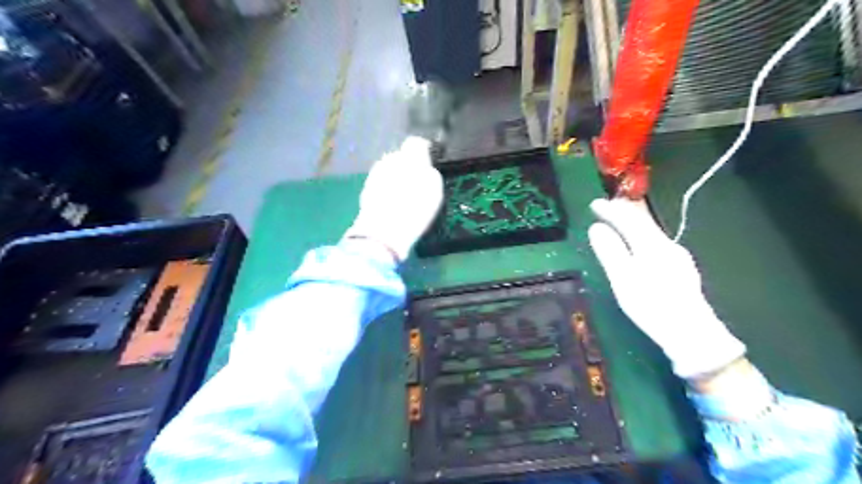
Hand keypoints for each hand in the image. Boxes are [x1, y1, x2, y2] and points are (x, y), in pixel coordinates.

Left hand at [342, 137, 440, 260]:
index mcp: (409, 156)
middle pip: (400, 156)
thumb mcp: (434, 189)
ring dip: (395, 178)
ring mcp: (374, 175)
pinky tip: (392, 205)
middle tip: (417, 182)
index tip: (429, 162)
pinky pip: (380, 185)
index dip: (424, 151)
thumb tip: (425, 168)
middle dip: (407, 165)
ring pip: (388, 170)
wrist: (383, 232)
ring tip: (404, 196)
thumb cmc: (415, 208)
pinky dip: (386, 191)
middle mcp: (389, 159)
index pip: (417, 143)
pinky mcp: (365, 191)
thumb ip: (430, 172)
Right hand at [586, 199, 748, 378]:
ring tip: (617, 221)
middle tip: (604, 208)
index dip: (610, 210)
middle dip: (622, 212)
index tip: (593, 204)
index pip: (629, 218)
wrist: (692, 334)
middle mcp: (668, 245)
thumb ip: (610, 251)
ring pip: (651, 231)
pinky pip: (656, 242)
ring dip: (632, 223)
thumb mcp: (623, 280)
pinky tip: (638, 243)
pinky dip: (641, 235)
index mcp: (652, 245)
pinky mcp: (681, 268)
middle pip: (643, 221)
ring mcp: (678, 257)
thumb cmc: (652, 306)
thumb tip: (597, 227)